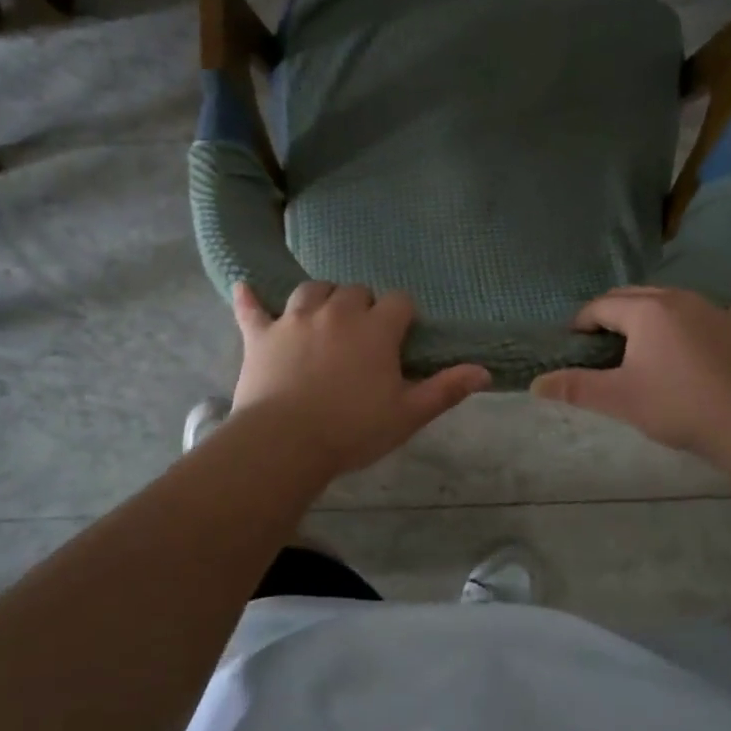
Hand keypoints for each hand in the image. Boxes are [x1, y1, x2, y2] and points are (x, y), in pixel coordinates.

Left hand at [230, 282, 489, 477]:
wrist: (285, 442)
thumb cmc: (352, 429)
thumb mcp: (408, 414)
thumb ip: (445, 389)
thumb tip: (485, 371)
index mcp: (375, 329)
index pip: (398, 302)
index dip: (402, 316)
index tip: (400, 337)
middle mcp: (337, 312)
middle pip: (355, 290)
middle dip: (363, 305)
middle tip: (362, 336)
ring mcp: (295, 319)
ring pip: (312, 290)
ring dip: (321, 298)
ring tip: (324, 316)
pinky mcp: (261, 334)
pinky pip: (253, 308)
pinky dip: (250, 298)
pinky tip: (245, 287)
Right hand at [531, 287, 730, 456]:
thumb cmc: (677, 406)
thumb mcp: (619, 399)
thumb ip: (575, 387)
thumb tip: (535, 384)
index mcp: (646, 309)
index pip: (601, 306)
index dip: (582, 323)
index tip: (575, 345)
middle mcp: (679, 297)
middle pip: (634, 296)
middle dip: (613, 314)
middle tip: (603, 345)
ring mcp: (715, 308)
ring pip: (670, 301)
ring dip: (650, 315)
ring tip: (644, 345)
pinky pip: (706, 313)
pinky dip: (690, 322)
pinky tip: (694, 342)